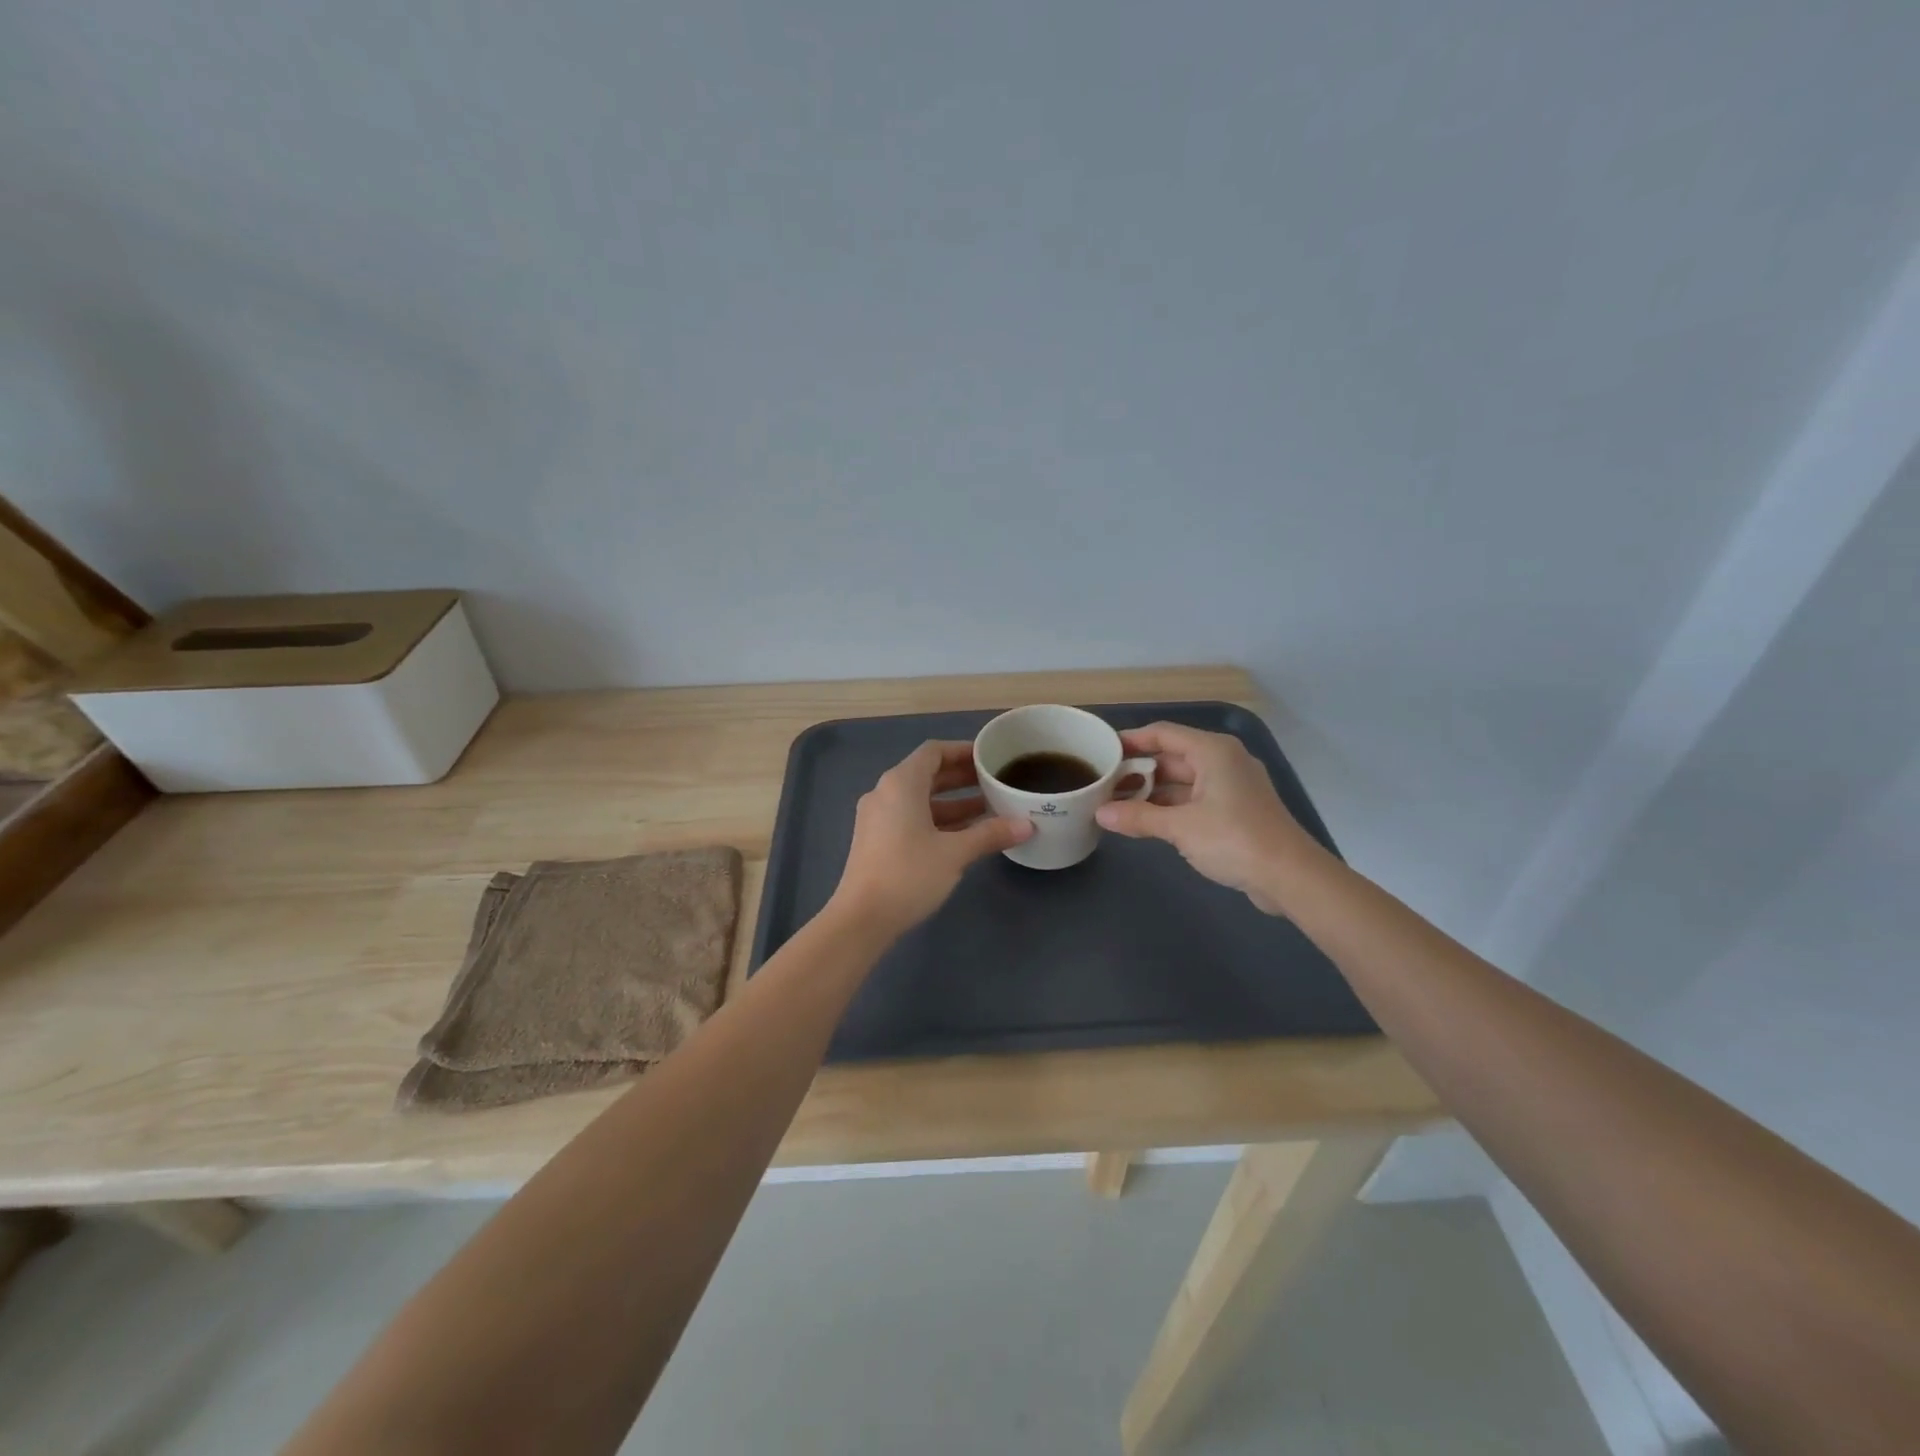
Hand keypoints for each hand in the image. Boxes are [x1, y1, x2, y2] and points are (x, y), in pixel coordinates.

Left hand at [829, 741, 1033, 936]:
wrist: (861, 919)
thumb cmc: (909, 874)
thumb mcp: (955, 853)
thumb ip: (990, 834)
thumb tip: (1027, 825)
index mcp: (901, 784)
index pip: (933, 752)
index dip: (962, 751)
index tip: (989, 757)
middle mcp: (885, 793)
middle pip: (927, 774)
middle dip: (962, 778)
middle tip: (995, 782)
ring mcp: (878, 818)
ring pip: (920, 799)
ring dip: (953, 802)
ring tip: (989, 809)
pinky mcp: (876, 840)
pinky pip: (911, 817)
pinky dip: (937, 819)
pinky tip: (965, 834)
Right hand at [1095, 722, 1320, 913]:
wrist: (1290, 876)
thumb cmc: (1234, 839)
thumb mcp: (1180, 828)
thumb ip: (1138, 818)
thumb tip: (1100, 814)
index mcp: (1212, 751)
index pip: (1163, 734)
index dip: (1131, 740)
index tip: (1102, 750)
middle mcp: (1223, 761)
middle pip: (1172, 757)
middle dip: (1138, 771)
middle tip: (1103, 783)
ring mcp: (1232, 786)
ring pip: (1183, 781)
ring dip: (1153, 792)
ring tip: (1117, 804)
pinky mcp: (1236, 810)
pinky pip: (1195, 799)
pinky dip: (1171, 807)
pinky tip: (1147, 821)